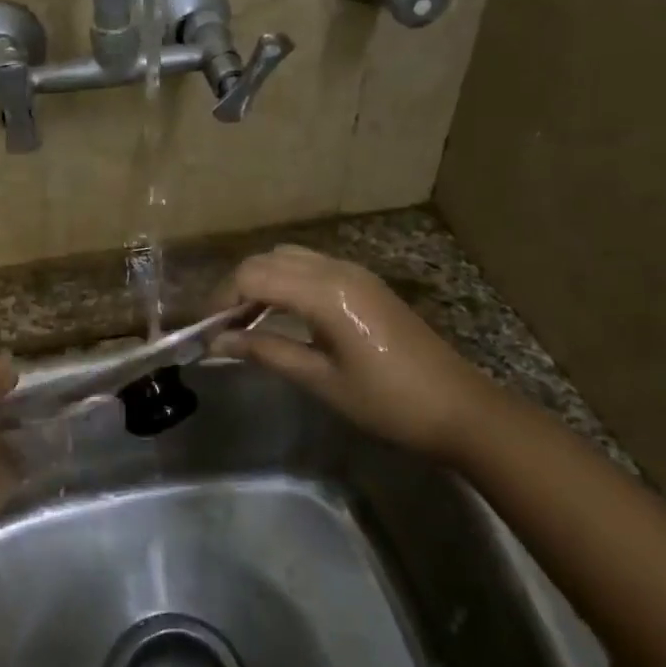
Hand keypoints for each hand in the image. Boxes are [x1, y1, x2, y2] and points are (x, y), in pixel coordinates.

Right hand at [215, 245, 496, 457]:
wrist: (459, 409)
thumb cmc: (387, 401)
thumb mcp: (319, 380)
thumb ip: (265, 352)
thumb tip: (216, 343)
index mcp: (324, 292)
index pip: (253, 276)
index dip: (222, 298)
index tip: (206, 330)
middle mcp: (336, 270)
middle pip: (267, 260)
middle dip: (236, 287)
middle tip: (222, 327)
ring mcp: (354, 273)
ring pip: (289, 257)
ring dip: (261, 280)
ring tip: (246, 320)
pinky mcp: (364, 284)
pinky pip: (311, 266)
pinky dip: (285, 281)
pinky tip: (281, 314)